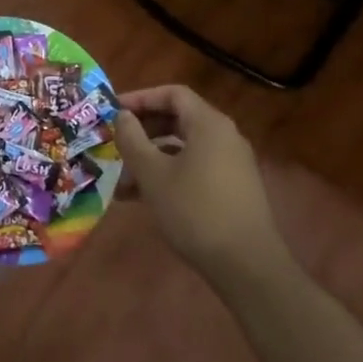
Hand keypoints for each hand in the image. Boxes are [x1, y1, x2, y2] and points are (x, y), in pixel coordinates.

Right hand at [112, 85, 284, 282]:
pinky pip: (195, 169)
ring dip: (152, 157)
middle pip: (179, 119)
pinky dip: (169, 175)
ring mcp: (232, 164)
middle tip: (115, 142)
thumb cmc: (195, 211)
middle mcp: (225, 137)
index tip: (114, 112)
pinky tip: (144, 199)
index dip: (141, 98)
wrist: (248, 267)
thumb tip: (122, 116)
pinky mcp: (233, 190)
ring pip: (184, 148)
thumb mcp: (153, 174)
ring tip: (122, 180)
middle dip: (143, 130)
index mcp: (209, 124)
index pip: (172, 94)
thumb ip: (133, 139)